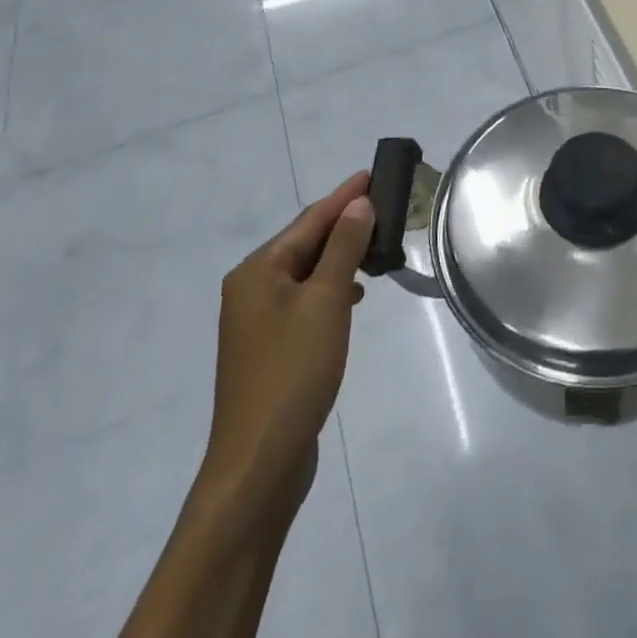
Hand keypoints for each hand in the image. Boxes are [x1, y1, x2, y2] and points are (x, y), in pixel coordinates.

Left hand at [194, 172, 373, 532]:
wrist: (259, 463)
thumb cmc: (293, 372)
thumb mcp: (325, 302)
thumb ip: (343, 248)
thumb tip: (358, 204)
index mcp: (257, 271)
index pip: (309, 220)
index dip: (345, 196)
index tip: (374, 174)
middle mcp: (251, 288)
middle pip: (305, 243)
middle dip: (344, 224)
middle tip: (385, 206)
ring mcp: (258, 320)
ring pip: (307, 272)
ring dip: (341, 256)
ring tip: (378, 246)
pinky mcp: (271, 347)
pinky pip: (305, 300)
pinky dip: (331, 288)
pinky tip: (354, 294)